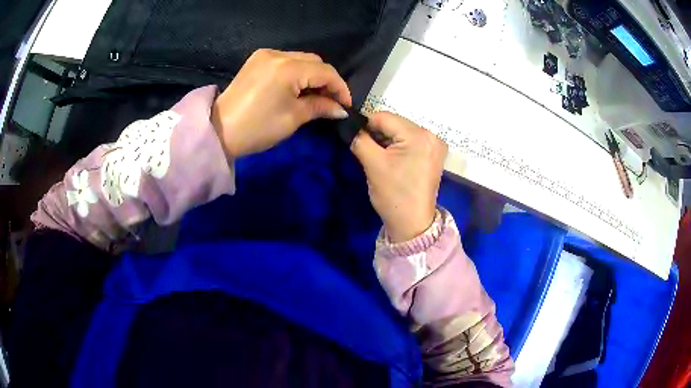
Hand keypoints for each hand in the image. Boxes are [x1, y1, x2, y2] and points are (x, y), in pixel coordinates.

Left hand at [211, 49, 351, 157]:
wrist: (218, 130)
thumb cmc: (257, 128)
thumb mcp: (293, 118)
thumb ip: (320, 107)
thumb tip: (341, 108)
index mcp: (288, 68)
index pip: (326, 71)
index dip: (340, 88)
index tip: (346, 105)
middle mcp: (278, 54)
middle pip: (314, 61)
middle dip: (327, 80)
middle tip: (330, 102)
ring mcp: (265, 55)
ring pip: (301, 59)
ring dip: (312, 75)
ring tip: (315, 96)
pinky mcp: (256, 60)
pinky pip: (285, 61)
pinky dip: (296, 72)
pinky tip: (296, 88)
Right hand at [351, 112, 446, 242]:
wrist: (412, 224)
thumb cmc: (393, 195)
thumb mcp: (372, 164)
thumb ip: (359, 139)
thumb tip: (348, 124)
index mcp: (419, 135)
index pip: (384, 117)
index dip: (366, 126)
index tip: (356, 139)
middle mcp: (432, 135)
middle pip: (395, 123)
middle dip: (379, 134)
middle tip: (369, 153)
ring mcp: (436, 145)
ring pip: (402, 132)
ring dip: (388, 141)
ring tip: (381, 159)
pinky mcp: (434, 155)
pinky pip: (411, 141)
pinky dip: (399, 147)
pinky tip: (394, 161)